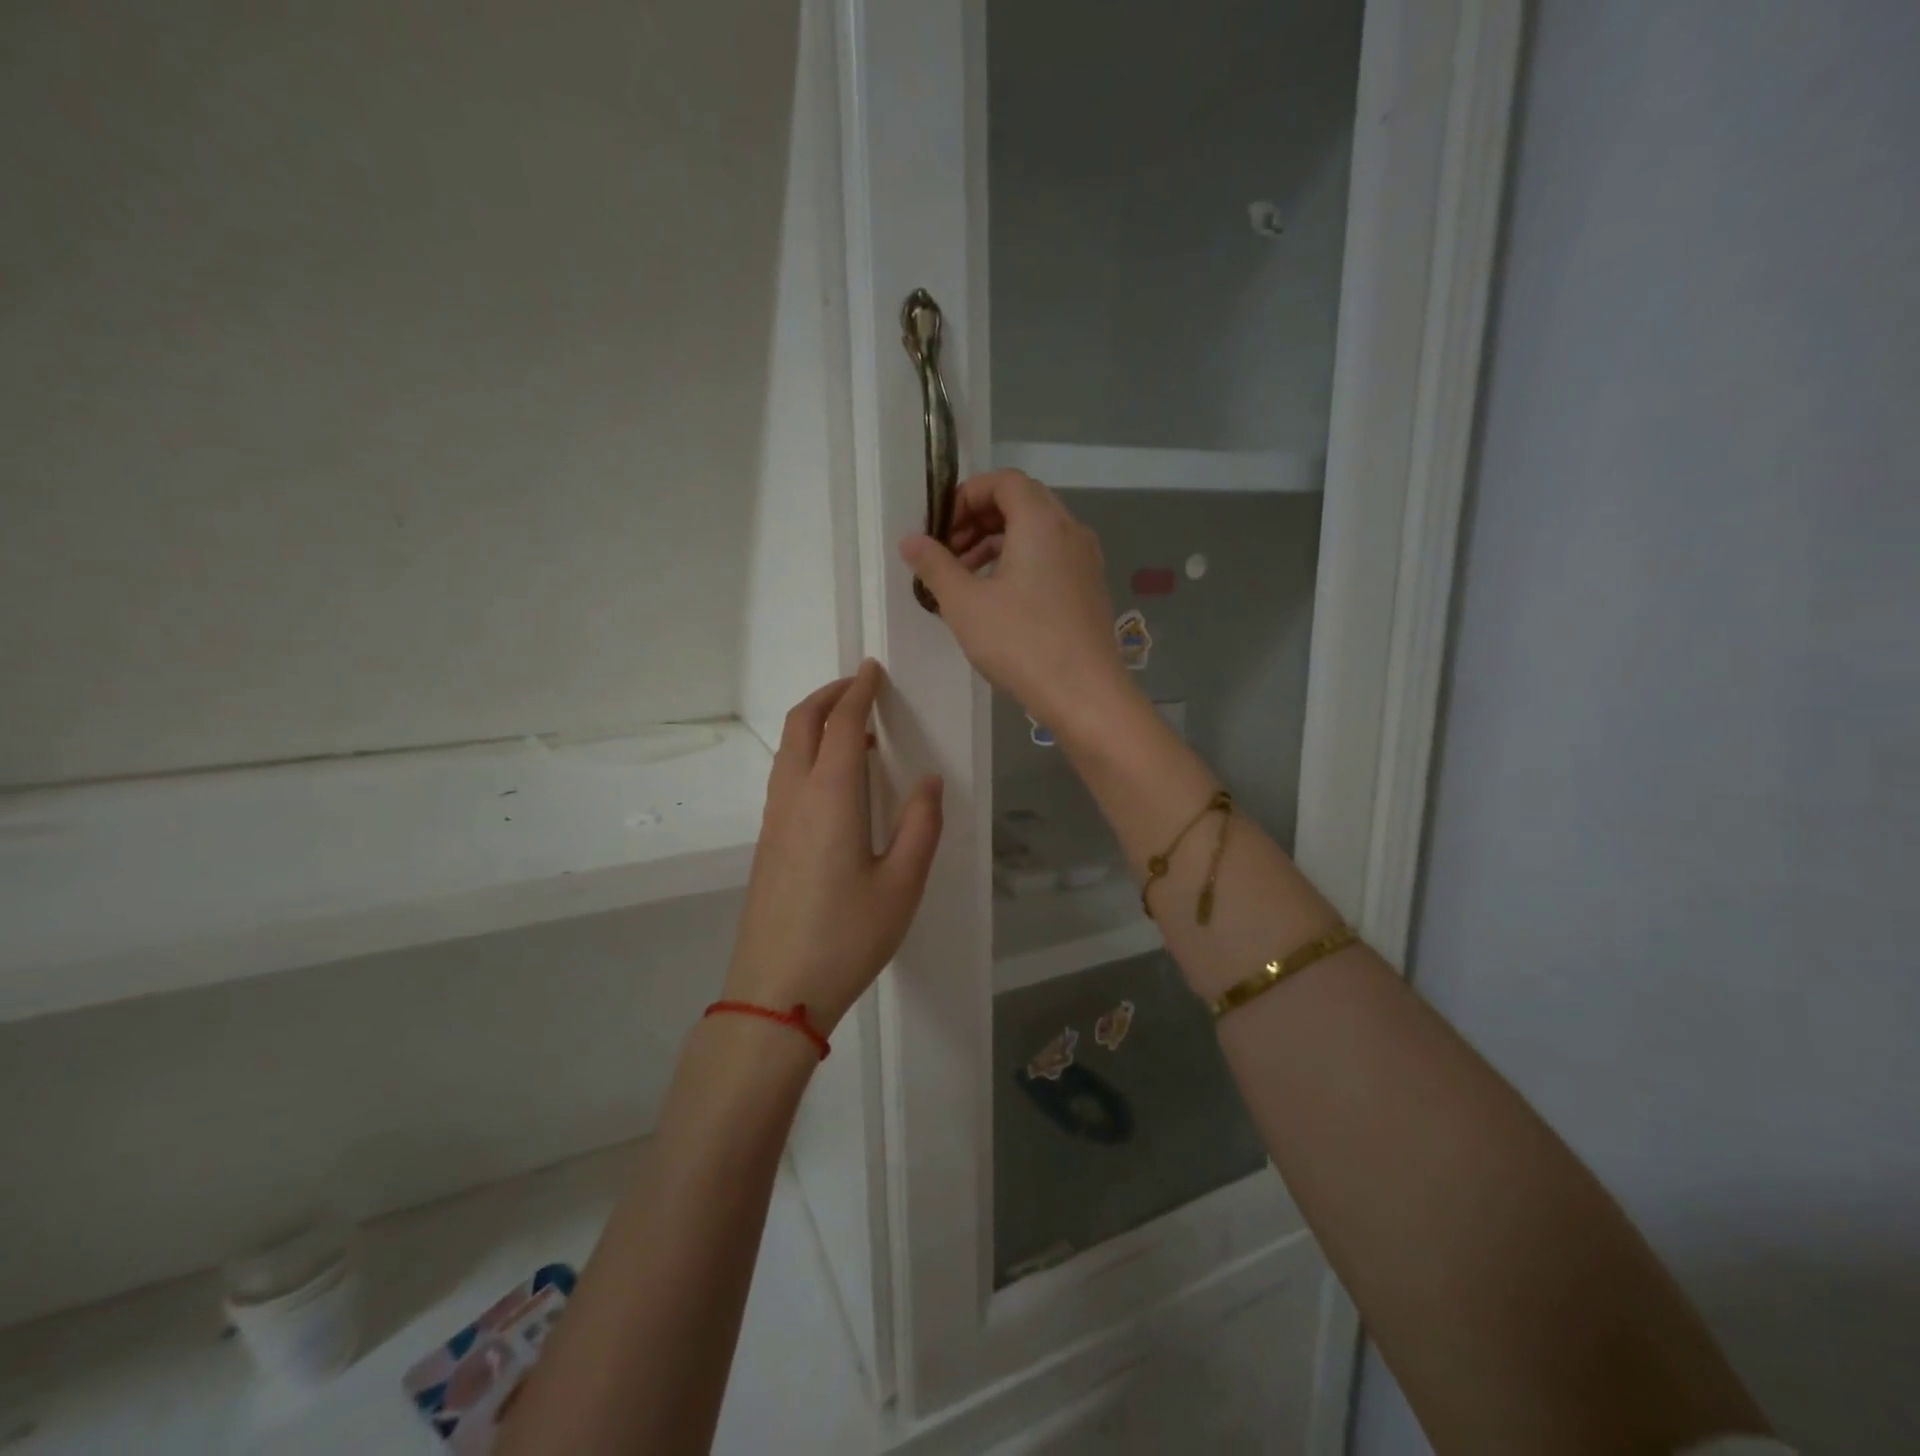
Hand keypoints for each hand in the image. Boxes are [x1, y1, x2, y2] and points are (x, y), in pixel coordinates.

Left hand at [722, 661, 943, 1035]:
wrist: (776, 991)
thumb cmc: (847, 937)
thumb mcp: (902, 884)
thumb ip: (921, 825)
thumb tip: (929, 781)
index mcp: (830, 797)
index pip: (842, 724)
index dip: (858, 691)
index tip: (873, 670)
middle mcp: (794, 797)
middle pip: (801, 724)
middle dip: (829, 696)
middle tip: (860, 688)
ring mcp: (774, 820)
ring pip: (788, 749)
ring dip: (815, 724)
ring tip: (853, 731)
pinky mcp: (767, 842)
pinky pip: (785, 776)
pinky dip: (807, 754)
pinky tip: (835, 781)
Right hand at [899, 470, 1137, 737]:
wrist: (1085, 693)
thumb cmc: (1021, 642)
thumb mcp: (965, 603)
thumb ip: (934, 565)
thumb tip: (910, 540)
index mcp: (1042, 521)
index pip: (1004, 481)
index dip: (966, 496)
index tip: (940, 529)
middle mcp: (1070, 530)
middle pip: (1021, 503)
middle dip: (978, 521)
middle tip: (948, 554)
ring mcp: (1085, 561)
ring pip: (1036, 533)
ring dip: (997, 544)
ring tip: (965, 580)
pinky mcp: (1089, 589)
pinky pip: (1051, 558)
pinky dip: (1020, 564)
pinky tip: (997, 601)